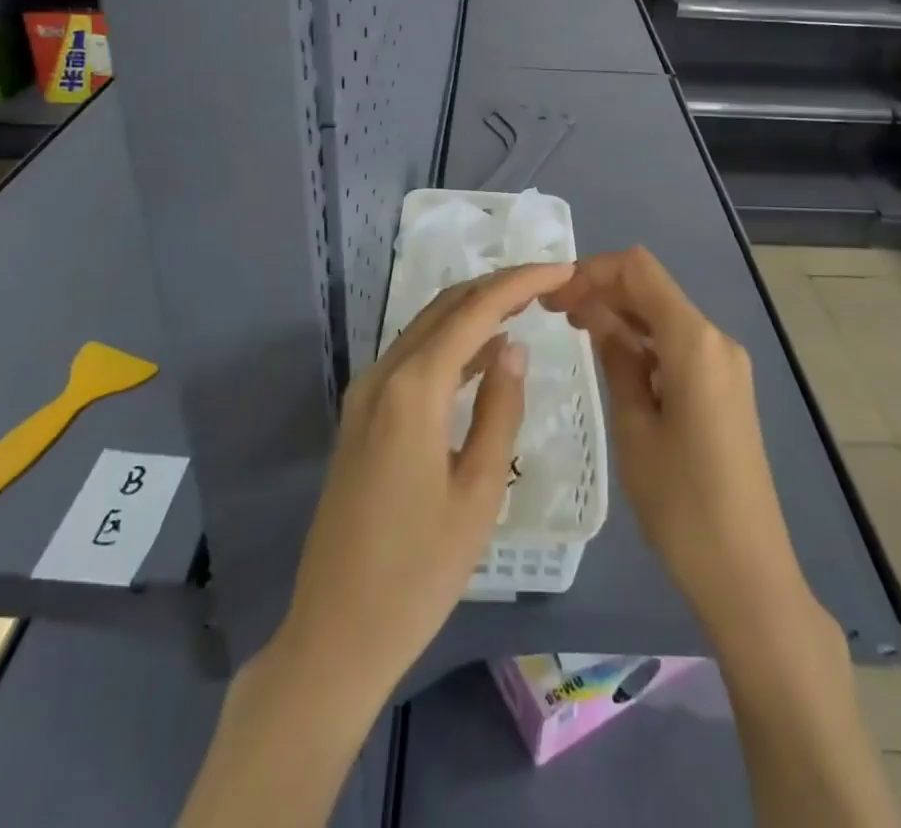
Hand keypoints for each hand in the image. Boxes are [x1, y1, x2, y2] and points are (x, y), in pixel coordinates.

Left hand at [275, 261, 573, 701]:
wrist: (336, 631)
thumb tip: (513, 348)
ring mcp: (365, 394)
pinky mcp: (361, 415)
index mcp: (413, 389)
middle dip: (498, 286)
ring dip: (474, 310)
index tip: (563, 268)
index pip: (474, 311)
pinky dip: (451, 343)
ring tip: (526, 304)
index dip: (521, 282)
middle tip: (550, 282)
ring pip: (426, 328)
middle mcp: (382, 375)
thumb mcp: (479, 492)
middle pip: (446, 307)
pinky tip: (484, 352)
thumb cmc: (419, 571)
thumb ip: (499, 409)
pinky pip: (412, 358)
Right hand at [548, 248, 808, 638]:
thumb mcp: (634, 427)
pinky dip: (643, 343)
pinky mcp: (726, 390)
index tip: (555, 297)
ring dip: (621, 317)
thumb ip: (615, 359)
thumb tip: (595, 313)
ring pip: (664, 317)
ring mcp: (726, 365)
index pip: (639, 270)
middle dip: (603, 291)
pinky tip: (613, 363)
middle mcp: (716, 340)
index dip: (593, 271)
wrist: (748, 574)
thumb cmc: (682, 503)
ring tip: (575, 335)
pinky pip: (678, 347)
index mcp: (695, 341)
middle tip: (555, 315)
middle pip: (652, 289)